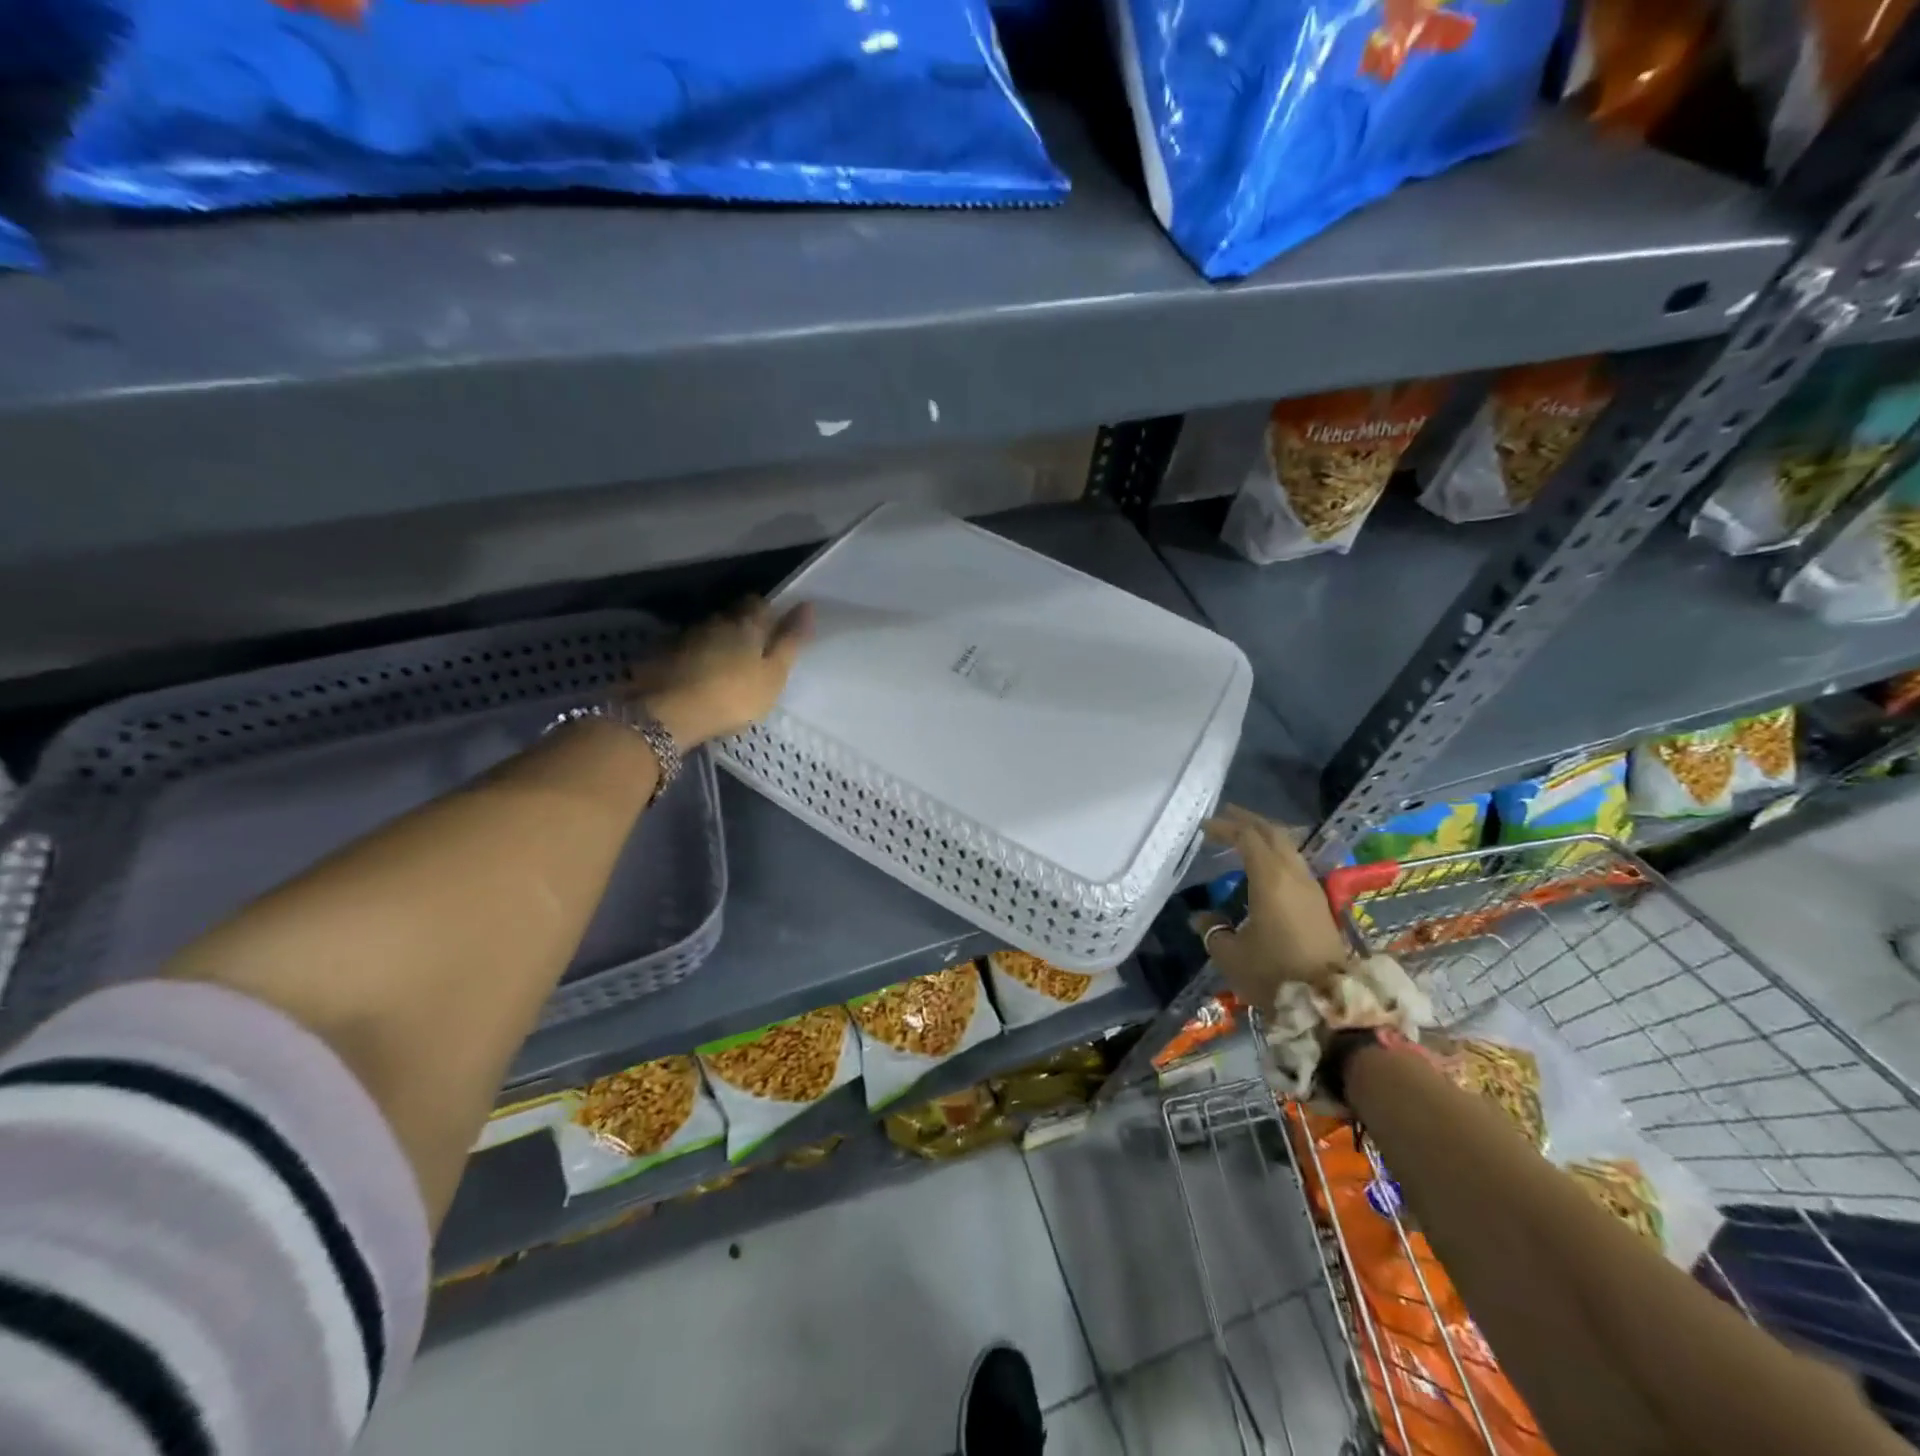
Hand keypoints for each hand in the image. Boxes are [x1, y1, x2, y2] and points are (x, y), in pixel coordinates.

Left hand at [630, 598, 812, 747]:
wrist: (669, 713)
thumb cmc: (733, 696)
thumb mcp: (774, 675)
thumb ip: (790, 641)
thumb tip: (807, 605)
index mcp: (747, 624)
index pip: (760, 604)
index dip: (768, 613)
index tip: (775, 629)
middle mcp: (716, 621)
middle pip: (733, 614)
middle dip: (743, 625)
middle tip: (753, 649)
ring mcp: (686, 635)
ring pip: (709, 629)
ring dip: (718, 639)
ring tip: (725, 663)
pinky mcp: (663, 652)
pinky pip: (687, 646)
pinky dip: (696, 654)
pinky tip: (699, 672)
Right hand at [1191, 805, 1355, 1012]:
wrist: (1328, 1006)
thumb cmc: (1273, 975)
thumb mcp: (1230, 954)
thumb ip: (1213, 930)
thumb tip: (1201, 918)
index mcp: (1271, 879)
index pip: (1248, 838)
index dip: (1226, 827)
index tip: (1205, 826)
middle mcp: (1294, 876)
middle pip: (1274, 834)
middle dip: (1249, 821)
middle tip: (1225, 816)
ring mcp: (1312, 889)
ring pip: (1288, 848)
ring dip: (1265, 837)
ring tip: (1243, 836)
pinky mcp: (1319, 906)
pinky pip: (1295, 864)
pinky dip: (1276, 854)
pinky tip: (1264, 865)